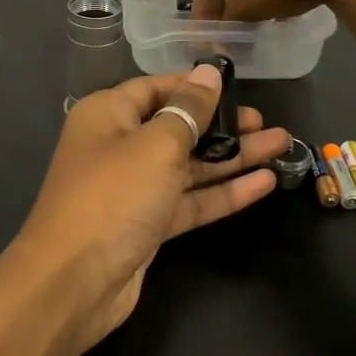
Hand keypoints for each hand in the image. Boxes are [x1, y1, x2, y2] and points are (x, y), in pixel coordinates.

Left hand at [11, 64, 289, 352]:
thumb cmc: (113, 197)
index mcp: (107, 115)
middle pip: (177, 128)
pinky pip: (189, 201)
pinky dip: (223, 193)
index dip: (195, 86)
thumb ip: (188, 110)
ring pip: (189, 167)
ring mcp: (133, 189)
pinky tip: (265, 183)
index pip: (156, 88)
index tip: (238, 86)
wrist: (74, 282)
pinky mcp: (147, 225)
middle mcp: (118, 147)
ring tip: (281, 146)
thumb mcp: (156, 145)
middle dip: (223, 125)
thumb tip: (208, 73)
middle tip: (267, 123)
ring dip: (232, 158)